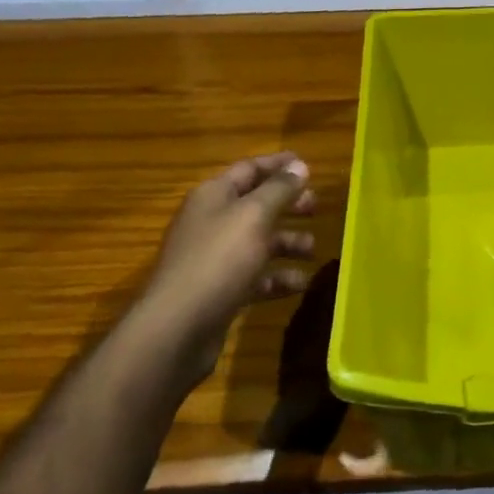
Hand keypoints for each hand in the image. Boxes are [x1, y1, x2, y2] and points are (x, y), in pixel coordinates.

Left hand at [145, 152, 316, 380]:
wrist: (177, 328)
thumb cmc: (218, 260)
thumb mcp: (254, 216)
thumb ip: (279, 189)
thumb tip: (299, 165)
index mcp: (214, 196)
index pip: (249, 169)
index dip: (278, 165)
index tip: (308, 165)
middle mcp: (211, 222)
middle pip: (255, 205)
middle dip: (287, 205)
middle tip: (316, 208)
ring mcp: (214, 259)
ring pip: (258, 242)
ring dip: (287, 243)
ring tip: (312, 250)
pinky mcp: (220, 291)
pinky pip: (255, 277)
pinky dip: (277, 278)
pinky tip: (300, 284)